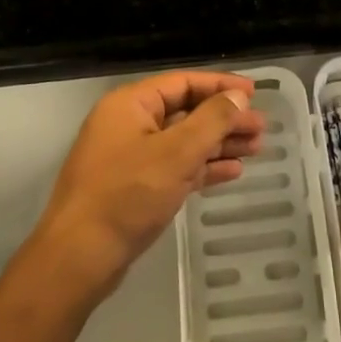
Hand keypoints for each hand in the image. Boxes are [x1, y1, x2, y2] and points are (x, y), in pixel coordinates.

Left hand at [31, 70, 263, 300]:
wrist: (79, 259)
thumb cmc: (127, 195)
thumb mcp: (176, 153)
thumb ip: (211, 120)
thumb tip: (238, 96)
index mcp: (131, 104)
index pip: (183, 82)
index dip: (221, 85)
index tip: (255, 93)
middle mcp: (128, 123)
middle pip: (185, 111)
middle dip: (224, 118)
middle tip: (261, 128)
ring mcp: (130, 157)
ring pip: (183, 141)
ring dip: (218, 143)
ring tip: (256, 149)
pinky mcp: (134, 187)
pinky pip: (175, 166)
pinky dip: (202, 167)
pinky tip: (233, 172)